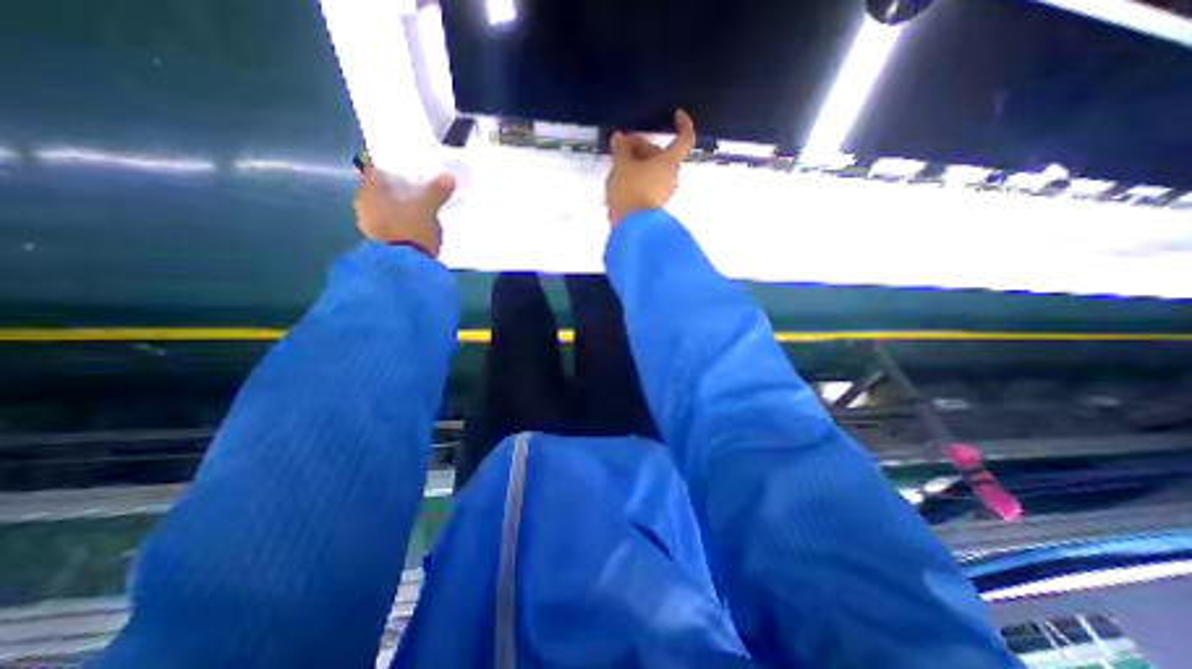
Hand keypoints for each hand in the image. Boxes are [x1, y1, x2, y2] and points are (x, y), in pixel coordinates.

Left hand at [352, 167, 457, 256]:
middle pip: (381, 191)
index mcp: (369, 193)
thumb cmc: (410, 231)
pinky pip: (392, 224)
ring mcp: (371, 227)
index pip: (375, 171)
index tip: (406, 166)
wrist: (405, 268)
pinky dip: (402, 220)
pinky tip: (417, 222)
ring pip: (386, 208)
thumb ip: (435, 193)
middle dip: (398, 188)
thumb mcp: (427, 210)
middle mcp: (364, 207)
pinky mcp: (383, 243)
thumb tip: (448, 177)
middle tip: (417, 185)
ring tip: (421, 204)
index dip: (390, 167)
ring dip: (400, 206)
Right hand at [609, 110, 696, 224]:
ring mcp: (664, 191)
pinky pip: (649, 183)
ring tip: (618, 165)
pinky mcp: (655, 204)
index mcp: (669, 162)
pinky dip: (639, 177)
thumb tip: (620, 138)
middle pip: (661, 155)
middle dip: (642, 147)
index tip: (676, 114)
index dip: (683, 124)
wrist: (632, 226)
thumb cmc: (630, 189)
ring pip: (653, 170)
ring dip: (638, 163)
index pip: (684, 139)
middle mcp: (671, 176)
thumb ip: (621, 149)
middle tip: (622, 147)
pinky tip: (622, 179)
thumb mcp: (621, 165)